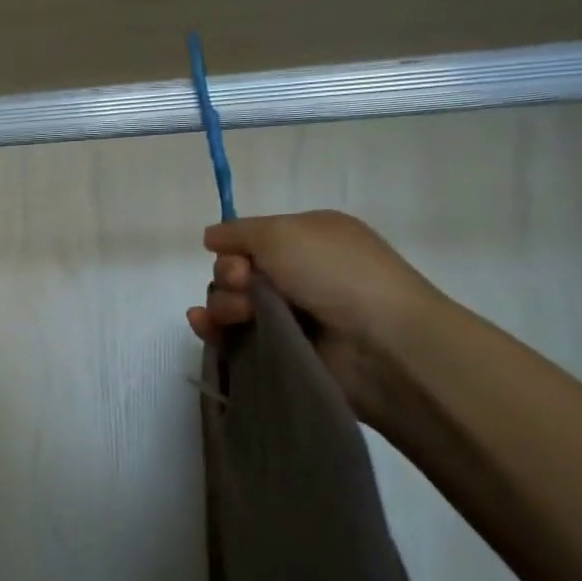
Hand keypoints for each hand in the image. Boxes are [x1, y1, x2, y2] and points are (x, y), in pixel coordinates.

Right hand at [187, 210, 445, 419]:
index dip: (235, 247)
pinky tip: (201, 324)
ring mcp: (287, 314)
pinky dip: (211, 328)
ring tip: (242, 315)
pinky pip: (230, 336)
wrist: (380, 342)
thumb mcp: (284, 232)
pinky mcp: (278, 349)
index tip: (242, 259)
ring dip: (223, 304)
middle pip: (234, 271)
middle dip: (228, 277)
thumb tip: (210, 237)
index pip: (250, 239)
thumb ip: (238, 230)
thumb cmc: (335, 274)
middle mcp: (296, 274)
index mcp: (305, 239)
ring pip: (228, 303)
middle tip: (246, 287)